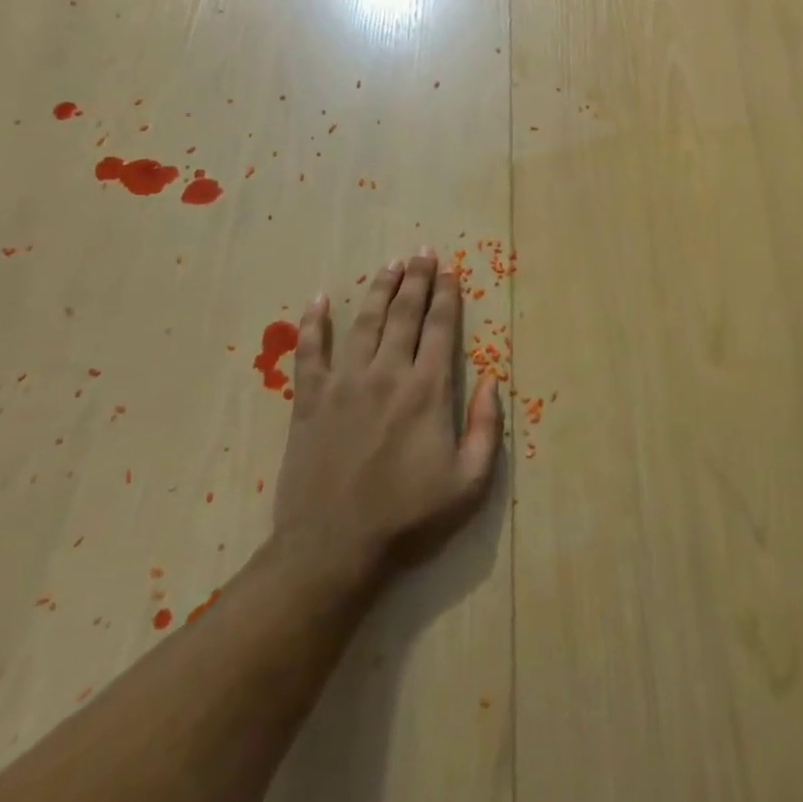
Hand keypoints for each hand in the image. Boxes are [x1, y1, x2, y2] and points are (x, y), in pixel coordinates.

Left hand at [264, 250, 502, 598]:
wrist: (332, 549)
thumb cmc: (406, 518)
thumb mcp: (468, 483)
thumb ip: (486, 429)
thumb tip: (493, 381)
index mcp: (426, 390)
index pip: (440, 328)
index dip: (447, 296)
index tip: (451, 271)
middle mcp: (387, 374)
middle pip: (404, 314)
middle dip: (417, 280)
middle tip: (423, 253)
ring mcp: (344, 383)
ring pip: (364, 322)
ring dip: (378, 289)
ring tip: (390, 264)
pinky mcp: (309, 400)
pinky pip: (309, 351)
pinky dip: (313, 324)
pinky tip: (318, 299)